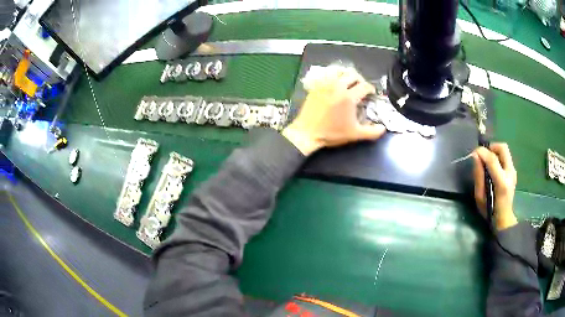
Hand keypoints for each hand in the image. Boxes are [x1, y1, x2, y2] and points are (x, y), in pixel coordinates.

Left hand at [282, 68, 385, 155]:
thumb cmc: (332, 134)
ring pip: (339, 71)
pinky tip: (335, 82)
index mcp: (349, 97)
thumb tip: (383, 128)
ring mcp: (325, 84)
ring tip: (349, 82)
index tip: (371, 93)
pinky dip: (334, 75)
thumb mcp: (355, 134)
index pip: (364, 86)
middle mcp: (338, 86)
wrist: (307, 133)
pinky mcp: (316, 85)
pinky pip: (327, 74)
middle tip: (361, 87)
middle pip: (353, 75)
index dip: (371, 89)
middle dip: (360, 79)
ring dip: (347, 74)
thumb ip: (372, 132)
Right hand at [472, 143, 517, 229]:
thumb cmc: (489, 211)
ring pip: (504, 151)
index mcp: (502, 182)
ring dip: (495, 152)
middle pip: (503, 148)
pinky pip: (505, 157)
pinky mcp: (513, 172)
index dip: (482, 152)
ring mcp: (513, 172)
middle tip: (483, 155)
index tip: (474, 153)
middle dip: (491, 147)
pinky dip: (498, 157)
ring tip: (487, 162)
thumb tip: (475, 156)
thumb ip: (478, 175)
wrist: (504, 219)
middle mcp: (510, 173)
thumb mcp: (479, 197)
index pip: (493, 159)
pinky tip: (493, 168)